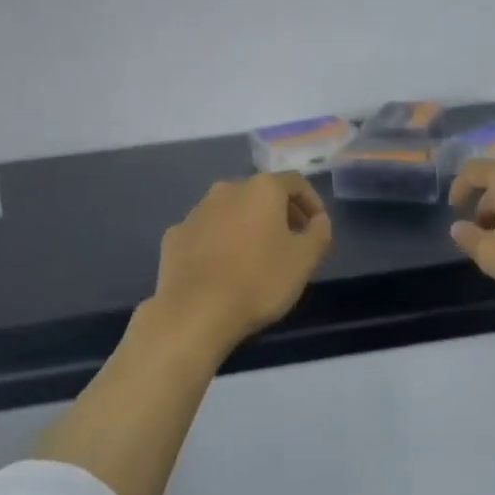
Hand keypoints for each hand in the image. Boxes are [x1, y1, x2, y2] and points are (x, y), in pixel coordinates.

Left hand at [147, 172, 333, 353]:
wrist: (194, 312)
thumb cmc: (259, 280)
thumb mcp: (304, 260)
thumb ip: (319, 233)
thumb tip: (319, 220)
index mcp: (261, 189)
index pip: (295, 182)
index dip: (312, 202)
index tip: (318, 228)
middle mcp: (227, 189)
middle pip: (261, 194)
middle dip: (281, 214)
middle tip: (292, 243)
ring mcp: (196, 211)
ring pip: (231, 211)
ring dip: (249, 226)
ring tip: (258, 257)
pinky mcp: (175, 235)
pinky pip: (207, 232)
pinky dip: (220, 242)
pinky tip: (224, 269)